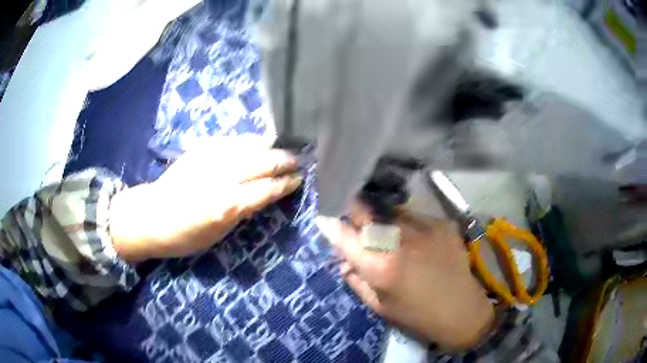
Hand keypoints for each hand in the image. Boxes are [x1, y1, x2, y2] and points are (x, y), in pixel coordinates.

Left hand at [109, 138, 301, 261]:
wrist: (151, 216)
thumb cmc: (185, 236)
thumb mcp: (219, 233)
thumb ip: (243, 211)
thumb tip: (264, 195)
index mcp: (227, 205)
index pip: (267, 189)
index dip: (286, 183)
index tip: (299, 179)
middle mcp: (222, 177)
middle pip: (262, 163)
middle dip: (284, 161)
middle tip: (299, 160)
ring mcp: (210, 158)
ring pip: (249, 146)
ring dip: (270, 148)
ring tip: (283, 149)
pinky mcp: (200, 149)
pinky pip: (232, 141)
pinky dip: (249, 143)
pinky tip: (256, 144)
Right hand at [316, 203, 494, 349]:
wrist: (461, 311)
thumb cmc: (416, 315)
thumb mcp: (379, 305)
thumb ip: (356, 280)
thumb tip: (343, 260)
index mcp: (380, 267)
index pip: (344, 236)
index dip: (330, 224)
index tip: (324, 216)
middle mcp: (400, 241)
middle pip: (367, 212)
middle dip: (356, 212)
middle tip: (356, 216)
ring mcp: (425, 229)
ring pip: (391, 211)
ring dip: (383, 218)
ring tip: (389, 230)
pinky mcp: (443, 224)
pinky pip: (415, 216)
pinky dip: (408, 224)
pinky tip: (415, 238)